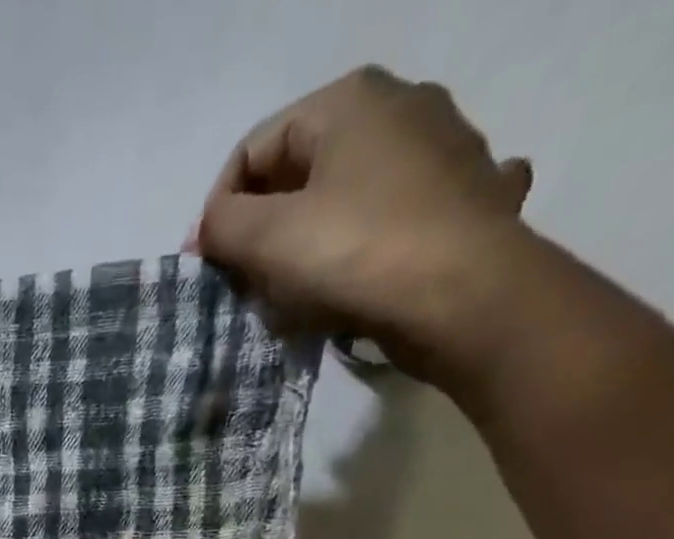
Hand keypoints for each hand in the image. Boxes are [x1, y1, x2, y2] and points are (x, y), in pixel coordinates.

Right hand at [192, 67, 532, 378]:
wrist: (466, 297)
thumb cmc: (355, 253)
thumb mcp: (266, 238)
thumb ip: (223, 225)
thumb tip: (212, 226)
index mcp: (349, 101)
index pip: (254, 151)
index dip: (219, 211)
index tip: (208, 268)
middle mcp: (401, 108)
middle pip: (300, 177)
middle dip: (264, 237)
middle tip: (247, 290)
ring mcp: (443, 152)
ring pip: (347, 203)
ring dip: (311, 251)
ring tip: (297, 302)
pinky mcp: (466, 202)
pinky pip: (394, 226)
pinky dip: (367, 254)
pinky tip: (360, 284)